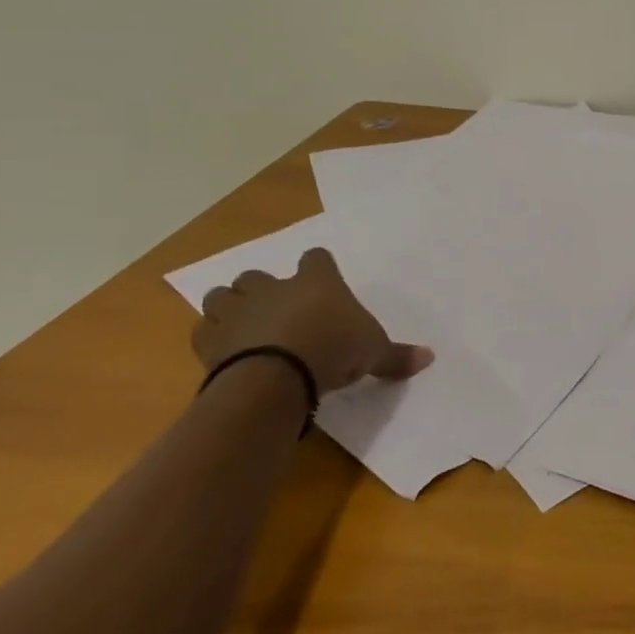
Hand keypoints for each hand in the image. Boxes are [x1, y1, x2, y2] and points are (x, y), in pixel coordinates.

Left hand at [196, 248, 433, 395]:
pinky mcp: (212, 339)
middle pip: (259, 274)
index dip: (317, 269)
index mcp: (316, 281)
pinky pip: (204, 330)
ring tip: (242, 327)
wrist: (277, 375)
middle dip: (262, 289)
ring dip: (230, 307)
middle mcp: (275, 287)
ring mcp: (240, 310)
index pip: (316, 258)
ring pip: (222, 294)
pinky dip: (211, 337)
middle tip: (274, 311)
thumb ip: (396, 355)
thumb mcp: (373, 352)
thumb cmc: (333, 349)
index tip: (320, 284)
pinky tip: (222, 351)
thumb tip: (430, 357)